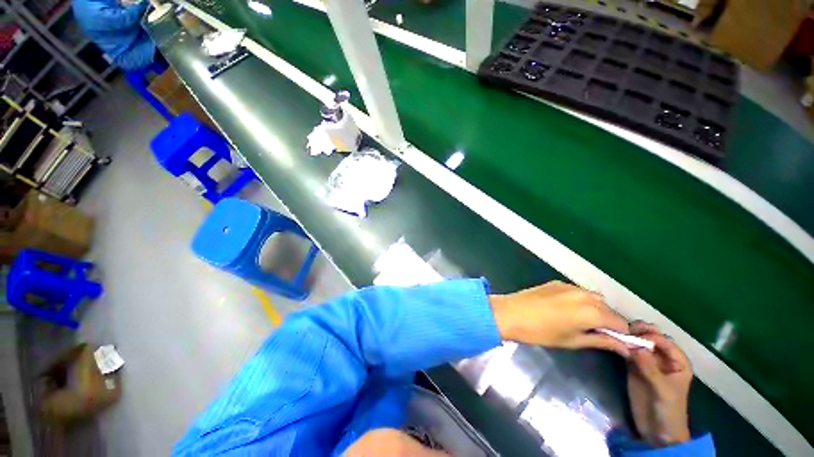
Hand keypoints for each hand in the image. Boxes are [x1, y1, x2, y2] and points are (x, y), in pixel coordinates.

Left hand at [490, 281, 631, 356]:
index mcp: (592, 311)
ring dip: (595, 309)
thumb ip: (602, 341)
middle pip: (608, 308)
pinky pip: (577, 292)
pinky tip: (568, 310)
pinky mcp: (557, 282)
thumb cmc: (541, 332)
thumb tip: (626, 347)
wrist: (510, 313)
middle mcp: (585, 295)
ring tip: (581, 322)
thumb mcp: (573, 341)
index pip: (621, 323)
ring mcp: (570, 286)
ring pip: (594, 298)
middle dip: (608, 321)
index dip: (622, 334)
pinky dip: (581, 300)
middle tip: (597, 333)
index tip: (618, 342)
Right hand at [627, 321, 692, 446]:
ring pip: (638, 342)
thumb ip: (650, 368)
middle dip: (639, 331)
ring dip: (628, 336)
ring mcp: (647, 362)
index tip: (635, 336)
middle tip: (624, 330)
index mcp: (677, 361)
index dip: (651, 336)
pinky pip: (628, 351)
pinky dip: (621, 345)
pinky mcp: (633, 366)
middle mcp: (662, 357)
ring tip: (617, 334)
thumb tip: (635, 346)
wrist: (657, 429)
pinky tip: (614, 342)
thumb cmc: (668, 409)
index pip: (664, 341)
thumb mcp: (663, 390)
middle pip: (651, 338)